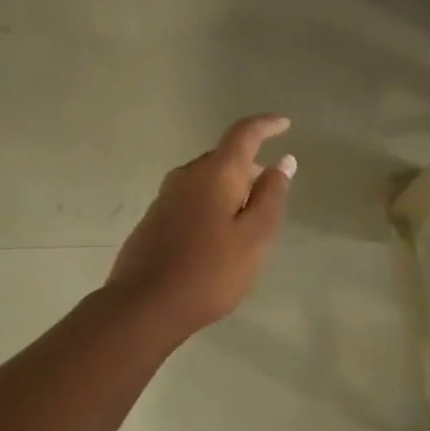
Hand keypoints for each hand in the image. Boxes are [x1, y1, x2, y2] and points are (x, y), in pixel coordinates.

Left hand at [108, 115, 295, 339]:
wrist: (144, 306)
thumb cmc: (210, 271)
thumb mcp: (254, 236)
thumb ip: (271, 196)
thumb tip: (283, 162)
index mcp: (215, 173)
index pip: (244, 134)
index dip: (266, 125)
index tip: (284, 124)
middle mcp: (187, 176)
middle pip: (224, 158)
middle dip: (251, 167)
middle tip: (273, 191)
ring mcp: (166, 198)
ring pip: (208, 180)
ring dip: (232, 189)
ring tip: (250, 219)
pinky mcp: (155, 220)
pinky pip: (193, 199)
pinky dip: (214, 205)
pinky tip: (220, 237)